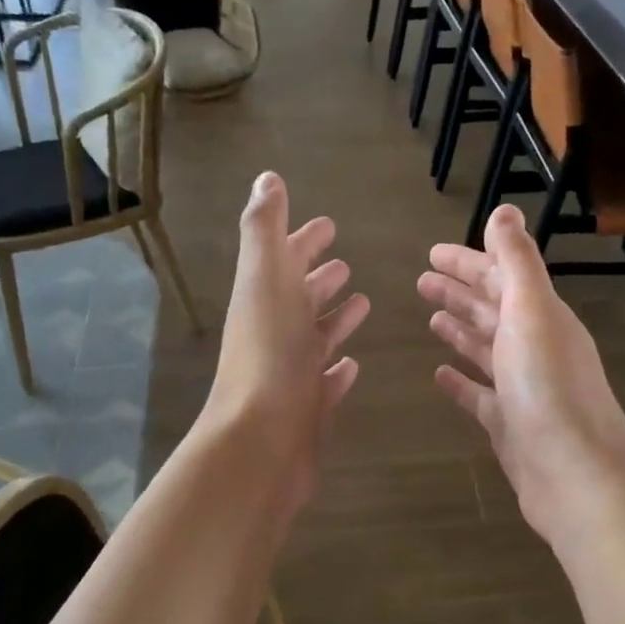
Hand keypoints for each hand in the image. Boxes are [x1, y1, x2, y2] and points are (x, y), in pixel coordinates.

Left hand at [205, 173, 369, 515]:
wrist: (260, 443)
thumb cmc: (268, 356)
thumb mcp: (264, 280)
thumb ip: (264, 230)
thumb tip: (266, 179)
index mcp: (265, 300)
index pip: (285, 259)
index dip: (303, 239)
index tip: (327, 224)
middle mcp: (276, 333)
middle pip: (300, 297)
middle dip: (320, 277)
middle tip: (344, 264)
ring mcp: (292, 374)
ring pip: (315, 338)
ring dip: (335, 319)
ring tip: (364, 303)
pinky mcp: (309, 410)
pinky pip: (327, 382)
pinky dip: (339, 370)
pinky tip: (353, 365)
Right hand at [419, 204, 624, 540]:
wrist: (575, 475)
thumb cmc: (549, 388)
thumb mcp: (532, 313)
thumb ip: (517, 262)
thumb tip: (505, 210)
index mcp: (542, 317)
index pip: (502, 277)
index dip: (469, 262)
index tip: (432, 253)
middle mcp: (535, 347)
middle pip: (492, 310)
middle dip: (460, 292)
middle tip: (421, 280)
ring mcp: (522, 388)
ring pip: (485, 349)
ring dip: (459, 329)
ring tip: (429, 317)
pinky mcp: (509, 425)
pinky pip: (479, 394)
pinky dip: (460, 380)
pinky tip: (438, 374)